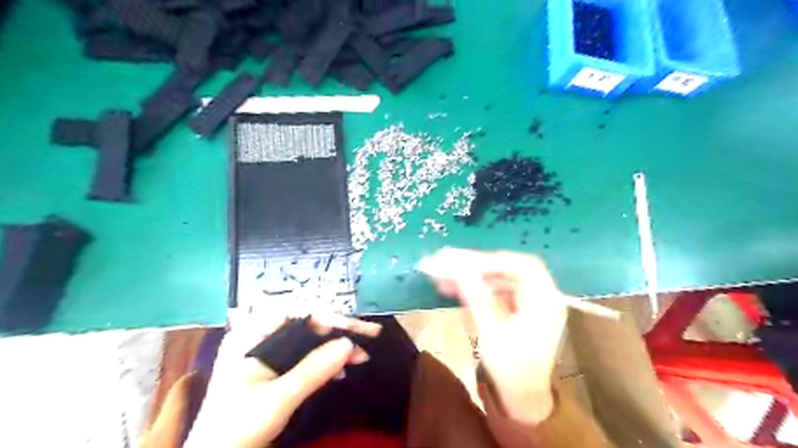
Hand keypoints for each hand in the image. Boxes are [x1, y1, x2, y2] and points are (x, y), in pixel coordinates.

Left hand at [184, 312, 379, 447]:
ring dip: (336, 346)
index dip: (326, 314)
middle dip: (338, 330)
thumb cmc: (236, 429)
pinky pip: (306, 355)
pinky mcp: (276, 368)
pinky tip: (343, 368)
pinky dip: (326, 361)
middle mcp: (260, 337)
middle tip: (370, 335)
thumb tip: (349, 344)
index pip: (295, 311)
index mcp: (250, 335)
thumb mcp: (277, 399)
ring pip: (310, 338)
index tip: (352, 328)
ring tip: (362, 355)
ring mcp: (268, 352)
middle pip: (306, 322)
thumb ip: (313, 370)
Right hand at [423, 246, 566, 425]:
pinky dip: (478, 286)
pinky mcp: (519, 307)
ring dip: (474, 274)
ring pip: (501, 277)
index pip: (521, 266)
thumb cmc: (511, 367)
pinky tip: (456, 287)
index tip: (462, 261)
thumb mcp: (492, 332)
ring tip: (444, 275)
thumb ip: (477, 297)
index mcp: (545, 301)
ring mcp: (530, 300)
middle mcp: (542, 295)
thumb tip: (459, 269)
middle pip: (509, 268)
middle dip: (478, 264)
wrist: (521, 396)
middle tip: (448, 261)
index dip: (492, 260)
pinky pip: (497, 288)